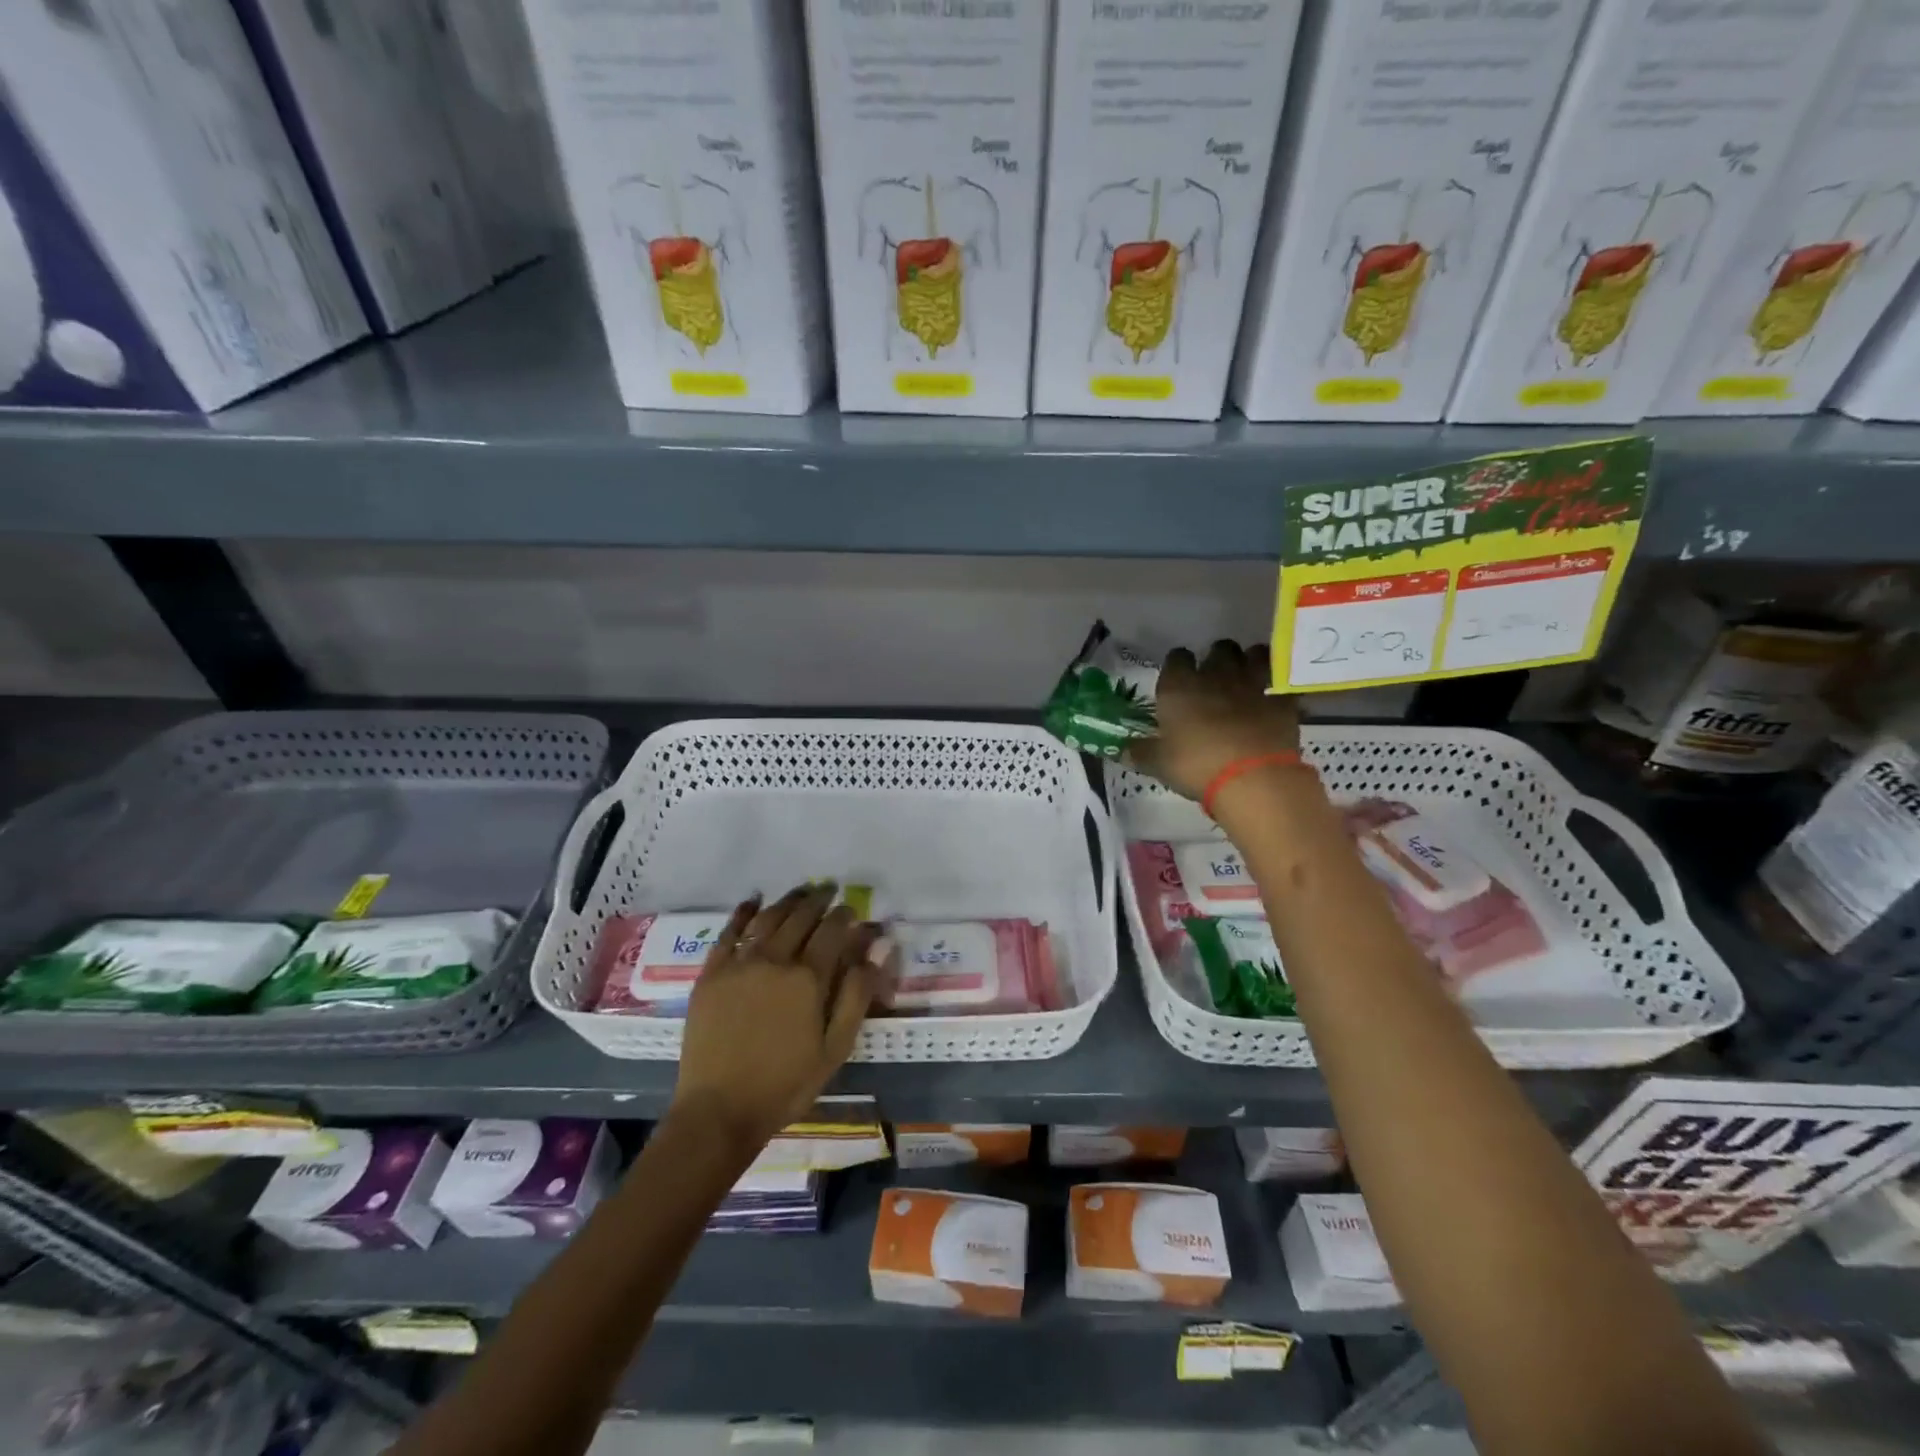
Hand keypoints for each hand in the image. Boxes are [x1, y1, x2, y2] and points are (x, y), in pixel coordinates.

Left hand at [670, 884, 888, 1153]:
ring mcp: (739, 964)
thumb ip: (857, 994)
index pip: (832, 931)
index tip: (851, 908)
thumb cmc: (785, 1084)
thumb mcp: (835, 1048)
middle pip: (800, 917)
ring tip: (800, 892)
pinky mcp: (711, 974)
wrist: (719, 1112)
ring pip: (767, 919)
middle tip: (828, 889)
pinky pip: (728, 933)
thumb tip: (879, 948)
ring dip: (787, 901)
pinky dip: (743, 913)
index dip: (844, 915)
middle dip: (818, 900)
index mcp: (807, 978)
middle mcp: (774, 960)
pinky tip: (752, 901)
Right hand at [1128, 639, 1300, 800]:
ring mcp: (1252, 685)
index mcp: (1179, 687)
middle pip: (1219, 649)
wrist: (1253, 779)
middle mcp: (1215, 676)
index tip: (1178, 678)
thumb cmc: (1196, 767)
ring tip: (1246, 677)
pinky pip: (1282, 683)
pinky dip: (1278, 687)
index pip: (1176, 657)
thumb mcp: (1158, 764)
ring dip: (1250, 661)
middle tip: (1214, 677)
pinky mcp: (1282, 701)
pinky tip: (1274, 697)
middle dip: (1217, 658)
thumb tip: (1122, 750)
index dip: (1177, 665)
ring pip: (1254, 654)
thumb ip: (1141, 752)